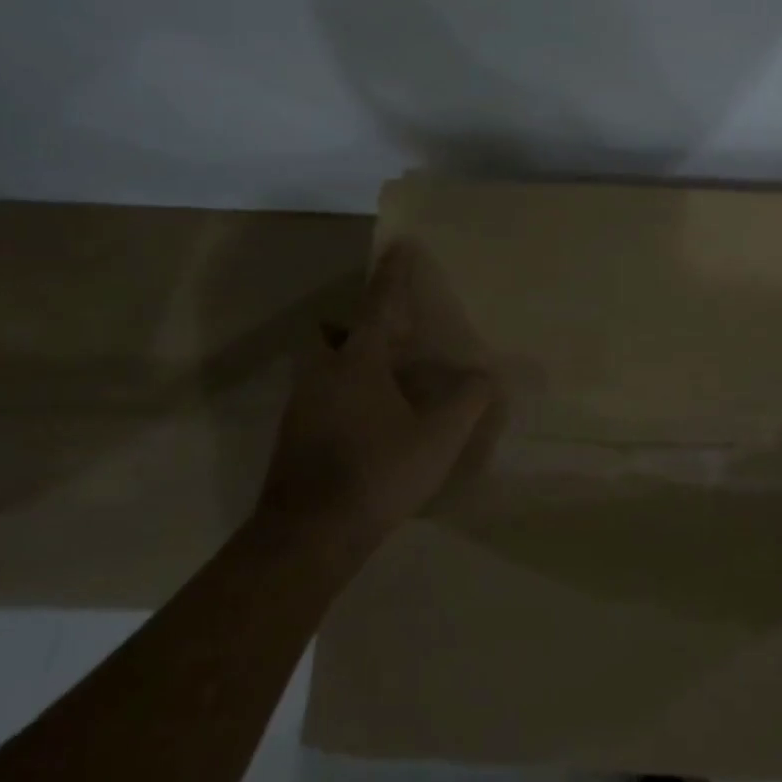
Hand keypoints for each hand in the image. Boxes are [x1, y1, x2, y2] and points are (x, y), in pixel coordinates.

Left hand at [261, 242, 502, 541]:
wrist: (307, 536)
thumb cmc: (376, 474)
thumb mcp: (437, 438)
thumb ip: (468, 401)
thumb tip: (487, 375)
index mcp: (358, 362)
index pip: (380, 304)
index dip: (394, 274)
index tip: (400, 244)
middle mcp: (323, 372)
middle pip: (338, 331)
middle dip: (363, 324)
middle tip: (397, 337)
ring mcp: (302, 404)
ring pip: (328, 365)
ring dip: (355, 362)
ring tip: (392, 384)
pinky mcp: (294, 434)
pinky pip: (323, 394)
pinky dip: (347, 393)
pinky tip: (373, 424)